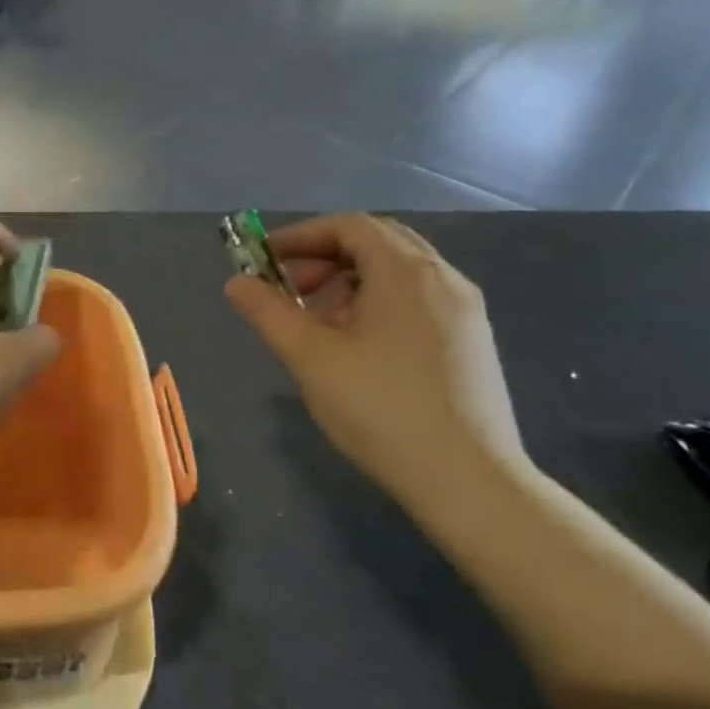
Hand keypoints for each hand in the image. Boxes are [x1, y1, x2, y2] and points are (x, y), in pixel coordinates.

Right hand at [226, 213, 529, 504]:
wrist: (470, 483)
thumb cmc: (381, 408)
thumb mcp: (310, 357)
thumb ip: (268, 312)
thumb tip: (237, 283)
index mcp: (405, 272)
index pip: (348, 225)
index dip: (300, 236)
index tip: (265, 260)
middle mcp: (443, 278)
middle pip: (376, 242)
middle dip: (325, 258)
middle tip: (292, 290)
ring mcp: (465, 311)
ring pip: (398, 273)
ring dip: (351, 283)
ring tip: (321, 326)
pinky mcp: (473, 342)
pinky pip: (418, 300)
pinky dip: (379, 304)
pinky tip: (360, 349)